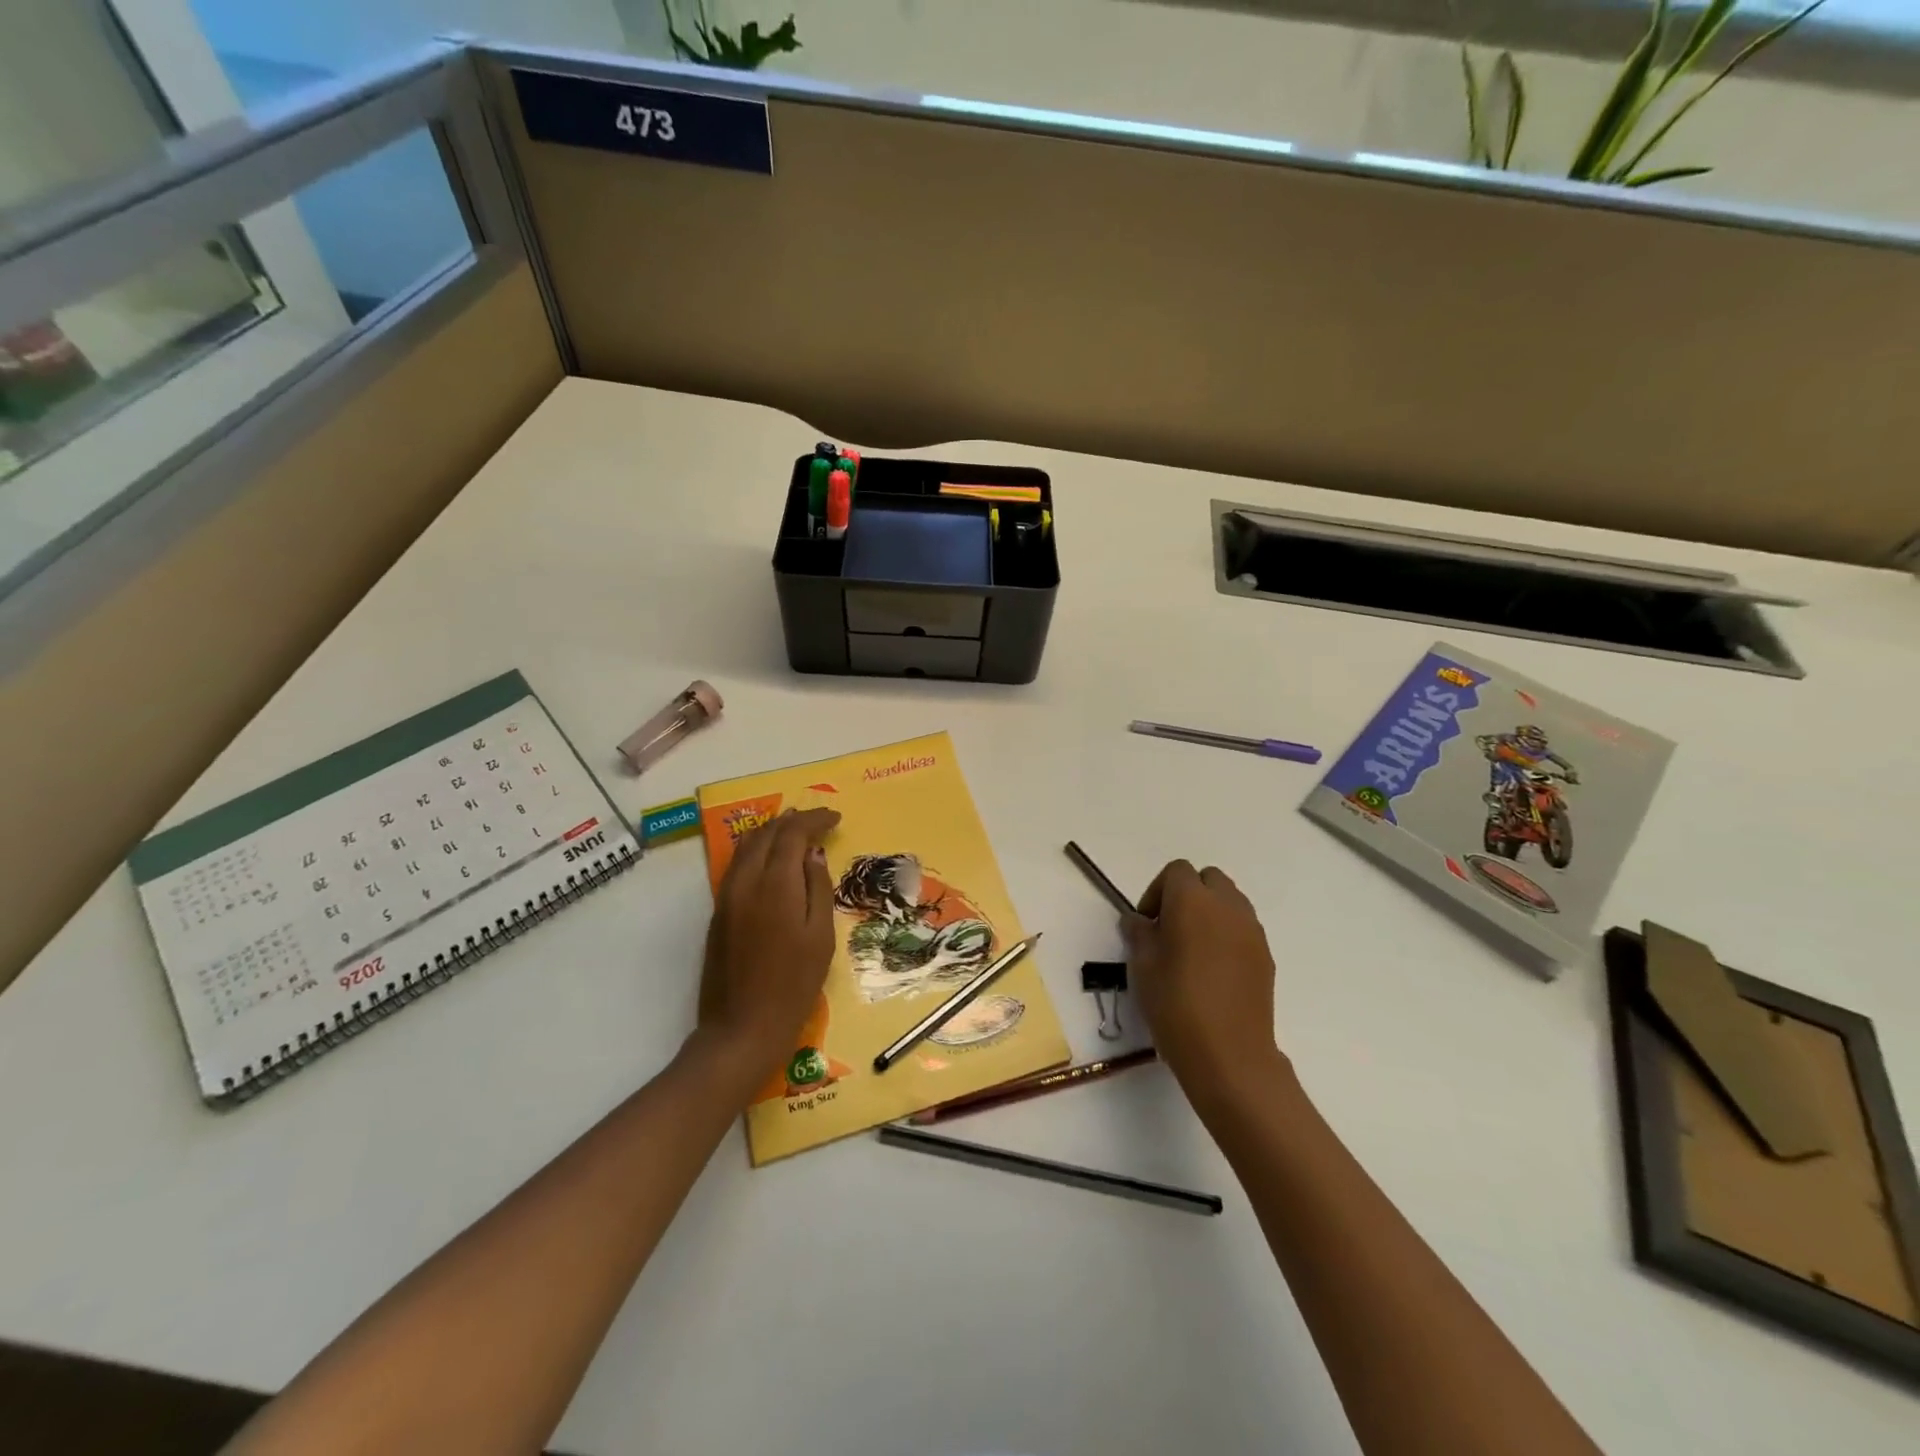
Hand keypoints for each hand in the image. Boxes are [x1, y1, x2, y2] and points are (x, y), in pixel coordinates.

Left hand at [697, 808, 840, 1094]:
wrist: (742, 1028)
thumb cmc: (794, 985)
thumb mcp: (821, 937)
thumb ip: (817, 888)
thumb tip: (813, 854)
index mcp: (775, 884)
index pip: (793, 833)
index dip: (815, 819)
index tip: (836, 819)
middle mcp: (746, 881)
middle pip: (767, 833)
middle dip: (793, 821)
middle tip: (819, 821)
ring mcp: (727, 895)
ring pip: (747, 846)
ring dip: (772, 832)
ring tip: (796, 831)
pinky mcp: (719, 912)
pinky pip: (738, 865)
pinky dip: (758, 850)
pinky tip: (773, 859)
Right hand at [1123, 860, 1286, 1119]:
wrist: (1230, 1056)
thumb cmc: (1176, 1005)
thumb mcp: (1143, 966)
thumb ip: (1139, 933)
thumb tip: (1138, 920)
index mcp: (1193, 901)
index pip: (1177, 871)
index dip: (1157, 891)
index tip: (1147, 923)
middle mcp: (1227, 906)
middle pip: (1208, 879)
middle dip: (1187, 894)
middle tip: (1169, 929)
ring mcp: (1252, 930)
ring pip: (1230, 901)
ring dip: (1209, 912)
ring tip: (1191, 949)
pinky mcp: (1266, 955)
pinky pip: (1243, 928)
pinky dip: (1226, 934)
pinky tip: (1212, 970)